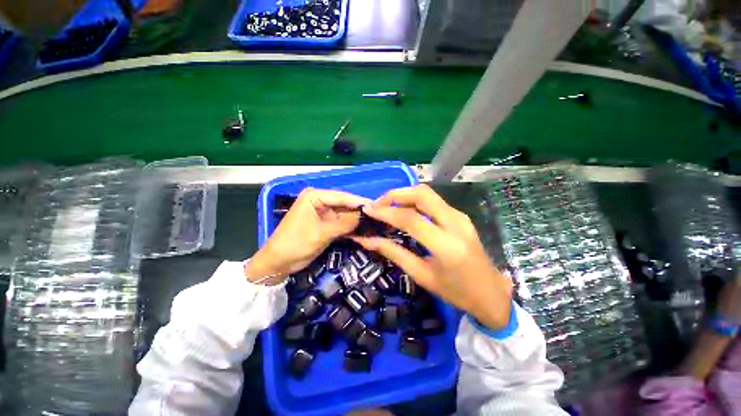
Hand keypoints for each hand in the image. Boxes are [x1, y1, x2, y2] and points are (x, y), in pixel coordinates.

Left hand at [245, 188, 369, 284]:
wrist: (278, 263)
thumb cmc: (296, 243)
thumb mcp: (321, 233)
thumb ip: (344, 224)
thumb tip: (364, 216)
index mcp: (315, 196)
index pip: (342, 196)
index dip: (359, 201)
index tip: (377, 206)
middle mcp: (320, 202)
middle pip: (344, 205)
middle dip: (360, 211)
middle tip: (379, 216)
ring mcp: (323, 214)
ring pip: (344, 215)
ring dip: (357, 220)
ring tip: (375, 223)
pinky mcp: (325, 225)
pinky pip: (341, 224)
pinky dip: (351, 228)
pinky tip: (364, 230)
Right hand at [352, 185, 512, 329]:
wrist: (492, 294)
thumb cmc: (456, 292)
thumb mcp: (421, 275)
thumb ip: (394, 253)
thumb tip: (368, 241)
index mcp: (446, 245)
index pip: (411, 218)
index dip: (386, 212)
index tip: (368, 210)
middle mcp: (456, 224)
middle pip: (422, 194)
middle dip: (396, 194)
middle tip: (378, 204)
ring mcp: (460, 216)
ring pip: (428, 193)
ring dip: (405, 195)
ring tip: (387, 206)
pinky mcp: (461, 216)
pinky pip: (434, 201)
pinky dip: (415, 200)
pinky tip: (405, 210)